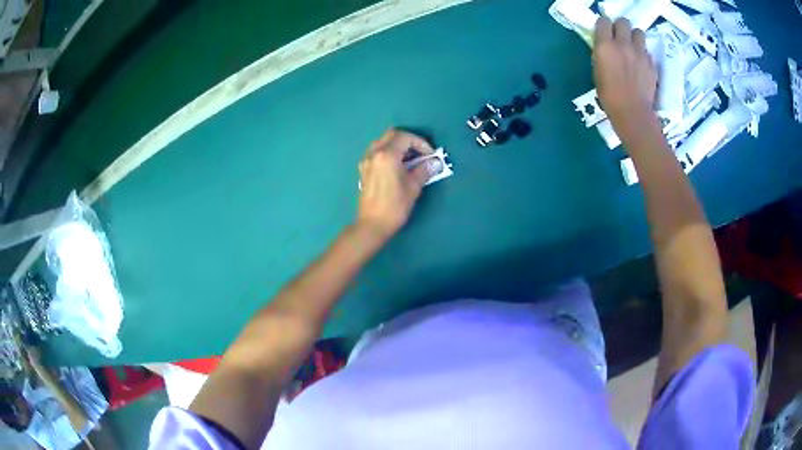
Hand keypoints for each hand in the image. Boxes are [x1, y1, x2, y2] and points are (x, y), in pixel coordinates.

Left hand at [357, 129, 433, 238]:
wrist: (372, 225)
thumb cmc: (395, 206)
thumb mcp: (413, 187)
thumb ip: (424, 170)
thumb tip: (434, 162)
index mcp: (386, 155)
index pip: (405, 137)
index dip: (420, 143)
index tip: (430, 155)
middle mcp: (374, 153)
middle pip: (392, 135)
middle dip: (408, 141)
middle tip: (420, 153)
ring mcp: (366, 161)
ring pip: (382, 142)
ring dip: (398, 146)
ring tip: (410, 160)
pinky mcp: (364, 170)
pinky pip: (376, 152)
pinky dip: (388, 153)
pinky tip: (397, 167)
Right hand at [592, 17, 657, 135]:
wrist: (632, 111)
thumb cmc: (609, 95)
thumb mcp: (597, 70)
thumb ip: (602, 53)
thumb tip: (606, 47)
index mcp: (605, 45)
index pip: (603, 21)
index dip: (604, 26)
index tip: (605, 32)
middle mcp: (623, 44)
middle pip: (623, 22)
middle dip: (621, 27)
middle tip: (621, 37)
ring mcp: (639, 52)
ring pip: (639, 32)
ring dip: (635, 37)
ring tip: (633, 48)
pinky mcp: (651, 63)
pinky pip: (647, 51)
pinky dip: (643, 54)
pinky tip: (641, 65)